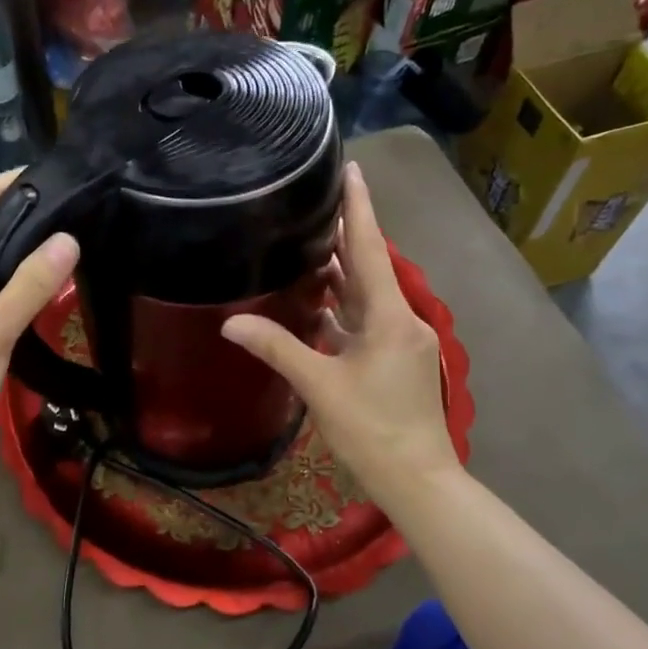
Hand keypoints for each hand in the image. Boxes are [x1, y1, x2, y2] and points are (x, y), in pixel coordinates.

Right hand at [221, 162, 461, 503]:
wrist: (417, 479)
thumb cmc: (372, 429)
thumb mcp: (319, 386)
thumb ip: (276, 349)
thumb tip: (230, 323)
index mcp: (390, 317)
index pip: (371, 249)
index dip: (359, 208)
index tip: (352, 169)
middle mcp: (401, 320)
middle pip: (370, 268)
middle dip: (345, 236)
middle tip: (312, 203)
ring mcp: (401, 341)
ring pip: (367, 296)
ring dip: (341, 274)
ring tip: (306, 244)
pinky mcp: (395, 360)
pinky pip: (366, 321)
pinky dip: (342, 308)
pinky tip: (316, 302)